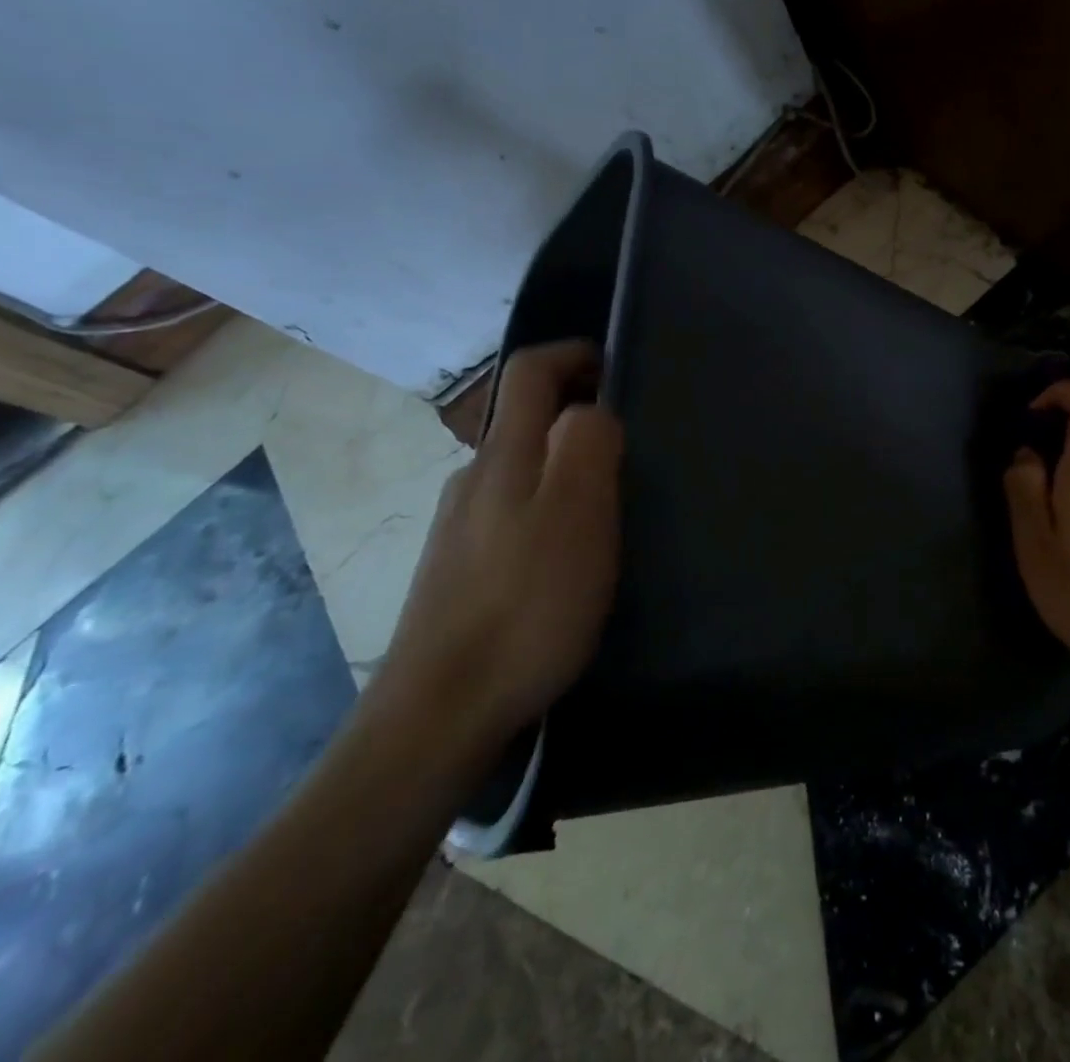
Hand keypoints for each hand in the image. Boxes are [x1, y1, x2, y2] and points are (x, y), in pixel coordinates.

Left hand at [376, 342, 623, 750]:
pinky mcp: (459, 572)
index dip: (571, 354)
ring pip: (519, 470)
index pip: (529, 372)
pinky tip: (570, 553)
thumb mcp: (576, 512)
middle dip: (575, 410)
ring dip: (563, 463)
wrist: (439, 715)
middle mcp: (472, 480)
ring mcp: (459, 528)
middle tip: (630, 440)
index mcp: (503, 456)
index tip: (615, 364)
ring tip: (610, 498)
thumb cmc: (525, 604)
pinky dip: (547, 507)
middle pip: (524, 420)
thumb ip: (588, 443)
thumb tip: (590, 409)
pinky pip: (512, 514)